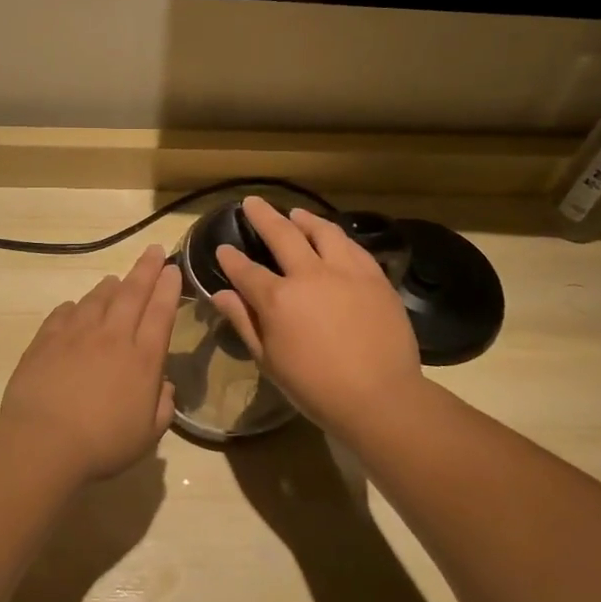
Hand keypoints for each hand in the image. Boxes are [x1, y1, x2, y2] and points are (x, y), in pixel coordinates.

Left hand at [0, 245, 180, 480]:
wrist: (43, 442)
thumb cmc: (103, 444)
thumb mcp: (147, 435)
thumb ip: (162, 407)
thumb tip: (164, 386)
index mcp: (142, 358)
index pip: (161, 313)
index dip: (169, 288)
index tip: (172, 268)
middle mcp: (112, 336)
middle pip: (133, 293)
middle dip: (146, 269)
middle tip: (153, 250)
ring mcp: (76, 334)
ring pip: (97, 299)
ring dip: (110, 286)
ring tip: (115, 279)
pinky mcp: (46, 340)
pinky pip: (63, 313)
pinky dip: (74, 307)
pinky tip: (74, 308)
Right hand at [212, 197, 423, 435]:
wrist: (380, 397)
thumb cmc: (315, 388)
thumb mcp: (269, 361)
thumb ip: (244, 322)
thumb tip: (220, 295)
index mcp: (277, 299)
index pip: (245, 270)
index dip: (231, 258)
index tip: (224, 249)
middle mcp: (309, 275)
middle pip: (282, 235)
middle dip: (263, 217)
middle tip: (252, 203)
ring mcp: (345, 272)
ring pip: (322, 232)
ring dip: (304, 219)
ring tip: (295, 213)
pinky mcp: (374, 277)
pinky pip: (353, 247)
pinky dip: (338, 237)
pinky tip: (334, 237)